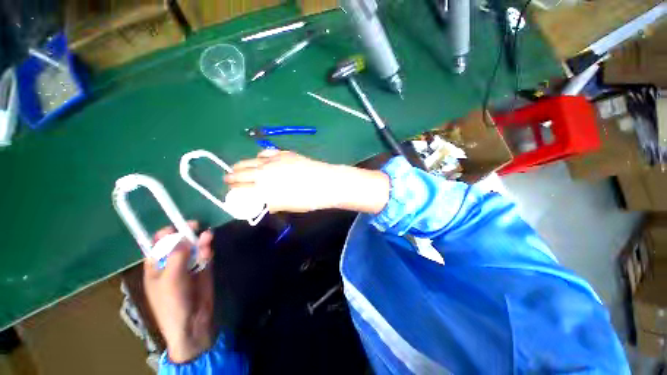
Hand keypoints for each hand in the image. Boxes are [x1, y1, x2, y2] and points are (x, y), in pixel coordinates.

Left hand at [143, 221, 214, 362]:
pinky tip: (209, 246)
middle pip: (179, 243)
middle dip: (186, 234)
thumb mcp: (170, 279)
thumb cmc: (172, 302)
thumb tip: (184, 237)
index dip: (166, 234)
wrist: (192, 321)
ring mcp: (188, 265)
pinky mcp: (203, 267)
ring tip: (206, 234)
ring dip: (199, 240)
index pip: (158, 245)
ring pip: (194, 247)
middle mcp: (172, 262)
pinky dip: (207, 249)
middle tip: (195, 225)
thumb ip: (176, 257)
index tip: (176, 226)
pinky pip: (205, 254)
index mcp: (156, 266)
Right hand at [224, 150, 389, 213]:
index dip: (234, 190)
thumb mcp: (287, 206)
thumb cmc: (308, 199)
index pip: (242, 189)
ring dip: (241, 165)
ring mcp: (274, 160)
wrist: (326, 182)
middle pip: (242, 173)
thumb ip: (272, 204)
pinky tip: (259, 158)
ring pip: (251, 161)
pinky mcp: (284, 153)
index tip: (230, 191)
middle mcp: (264, 172)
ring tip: (237, 167)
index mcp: (264, 188)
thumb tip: (264, 203)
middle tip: (228, 178)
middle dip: (233, 176)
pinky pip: (266, 152)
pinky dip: (259, 156)